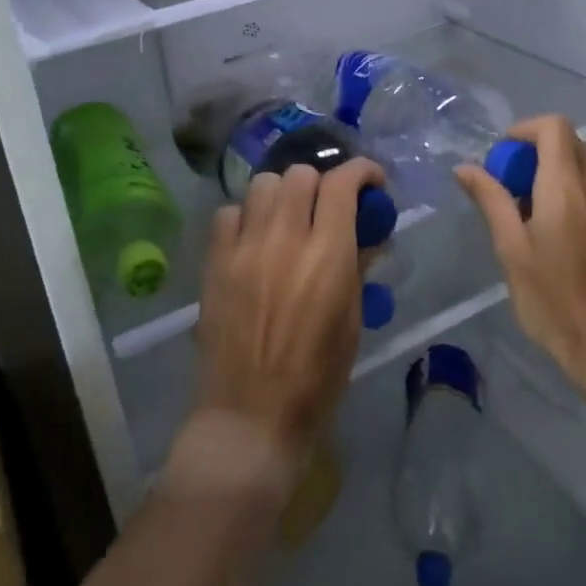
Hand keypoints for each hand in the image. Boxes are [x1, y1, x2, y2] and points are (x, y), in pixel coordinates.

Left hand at [193, 159, 384, 467]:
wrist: (251, 414)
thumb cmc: (316, 377)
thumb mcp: (351, 321)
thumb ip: (357, 267)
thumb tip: (367, 234)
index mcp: (327, 256)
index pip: (342, 184)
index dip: (362, 171)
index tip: (371, 180)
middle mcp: (285, 239)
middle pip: (301, 174)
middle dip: (321, 182)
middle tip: (327, 206)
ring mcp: (244, 247)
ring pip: (263, 184)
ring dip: (282, 193)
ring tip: (288, 218)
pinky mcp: (215, 261)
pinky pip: (228, 213)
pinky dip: (245, 217)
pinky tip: (253, 239)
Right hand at [456, 115, 585, 401]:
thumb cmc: (554, 300)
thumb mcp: (511, 250)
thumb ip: (490, 201)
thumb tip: (466, 167)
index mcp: (567, 187)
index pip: (554, 127)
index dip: (524, 130)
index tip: (500, 158)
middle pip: (568, 143)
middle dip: (534, 151)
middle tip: (507, 183)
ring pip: (581, 166)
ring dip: (550, 172)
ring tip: (523, 210)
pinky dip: (567, 191)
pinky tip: (549, 232)